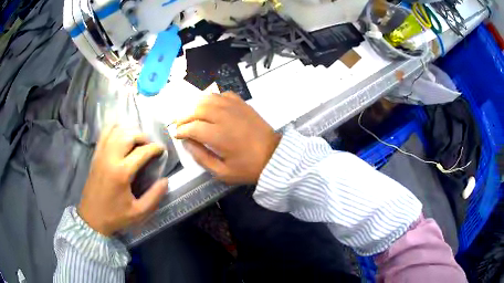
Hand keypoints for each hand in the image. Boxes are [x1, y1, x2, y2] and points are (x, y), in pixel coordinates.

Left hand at [78, 126, 168, 235]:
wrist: (91, 218)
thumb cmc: (115, 216)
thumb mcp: (139, 212)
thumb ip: (154, 196)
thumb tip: (165, 180)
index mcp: (122, 172)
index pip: (142, 151)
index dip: (155, 148)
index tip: (162, 150)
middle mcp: (110, 158)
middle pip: (129, 135)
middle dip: (143, 137)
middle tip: (149, 146)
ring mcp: (101, 154)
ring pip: (117, 131)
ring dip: (129, 132)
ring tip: (137, 141)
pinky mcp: (95, 155)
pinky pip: (104, 134)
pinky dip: (115, 130)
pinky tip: (121, 136)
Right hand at [175, 92, 280, 184]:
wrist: (274, 156)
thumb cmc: (248, 168)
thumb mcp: (222, 172)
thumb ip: (201, 157)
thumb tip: (187, 143)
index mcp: (219, 136)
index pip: (192, 127)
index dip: (181, 130)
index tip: (176, 134)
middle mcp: (225, 117)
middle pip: (197, 109)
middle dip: (184, 115)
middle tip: (179, 123)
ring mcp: (235, 108)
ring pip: (209, 98)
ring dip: (195, 104)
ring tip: (189, 113)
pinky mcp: (243, 104)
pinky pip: (223, 95)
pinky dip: (212, 98)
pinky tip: (210, 106)